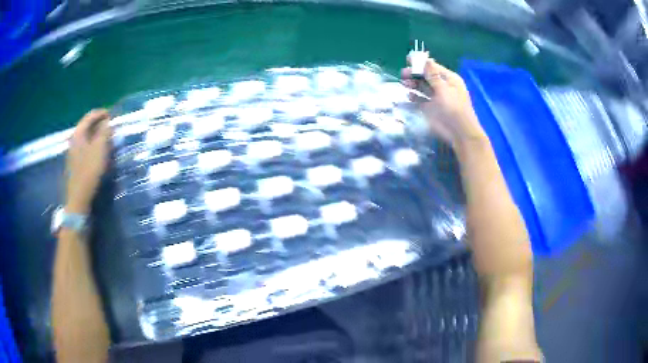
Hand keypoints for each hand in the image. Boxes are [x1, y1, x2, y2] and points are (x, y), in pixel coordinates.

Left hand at [66, 109, 111, 213]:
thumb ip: (104, 132)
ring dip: (96, 135)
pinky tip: (98, 152)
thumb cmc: (89, 171)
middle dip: (99, 124)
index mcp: (78, 133)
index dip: (102, 113)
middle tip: (110, 127)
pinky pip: (84, 147)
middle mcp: (73, 139)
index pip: (90, 115)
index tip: (112, 115)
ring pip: (86, 137)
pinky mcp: (74, 162)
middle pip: (87, 125)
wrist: (78, 197)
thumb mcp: (100, 149)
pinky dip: (92, 144)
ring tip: (107, 139)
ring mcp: (72, 152)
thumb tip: (108, 121)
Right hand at [401, 58, 486, 149]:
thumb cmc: (454, 109)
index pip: (433, 67)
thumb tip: (426, 59)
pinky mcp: (431, 109)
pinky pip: (420, 100)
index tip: (407, 60)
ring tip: (404, 83)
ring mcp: (436, 98)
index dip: (421, 63)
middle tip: (403, 74)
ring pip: (422, 87)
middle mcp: (442, 86)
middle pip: (426, 76)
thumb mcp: (444, 89)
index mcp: (449, 79)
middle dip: (414, 74)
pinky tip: (409, 96)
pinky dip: (414, 97)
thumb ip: (433, 75)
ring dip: (413, 84)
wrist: (459, 133)